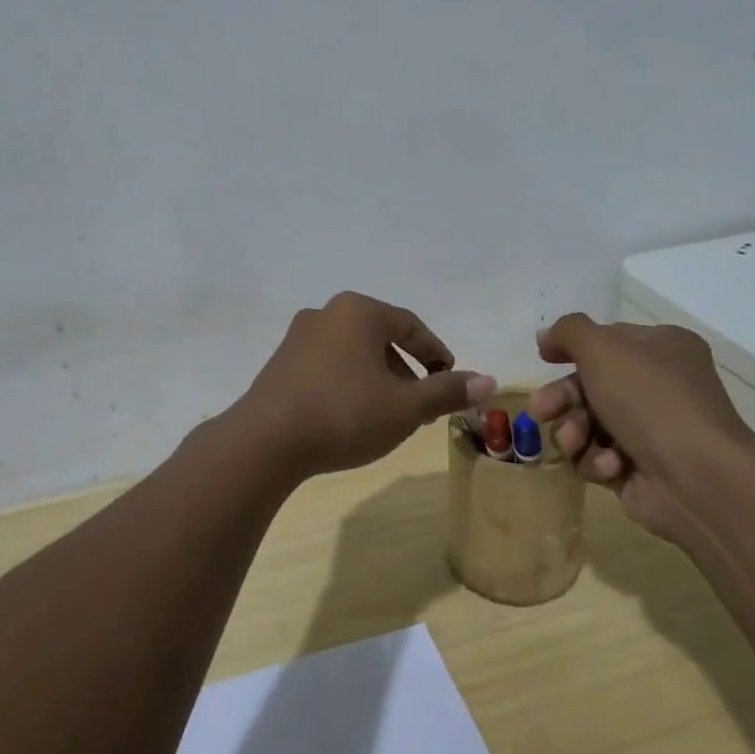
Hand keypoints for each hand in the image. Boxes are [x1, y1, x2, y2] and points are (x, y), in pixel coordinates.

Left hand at [236, 293, 495, 477]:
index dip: (437, 354)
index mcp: (359, 311)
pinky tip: (352, 415)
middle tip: (423, 404)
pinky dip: (349, 384)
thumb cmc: (344, 414)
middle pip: (381, 338)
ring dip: (379, 379)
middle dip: (407, 371)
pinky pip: (328, 366)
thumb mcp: (405, 407)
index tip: (452, 379)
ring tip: (390, 415)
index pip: (411, 326)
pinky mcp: (280, 363)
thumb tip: (489, 381)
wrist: (265, 441)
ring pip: (354, 353)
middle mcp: (327, 313)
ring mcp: (298, 337)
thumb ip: (446, 391)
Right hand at [528, 314, 754, 539]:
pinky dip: (597, 460)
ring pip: (587, 424)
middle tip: (540, 410)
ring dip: (573, 432)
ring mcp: (650, 430)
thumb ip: (569, 332)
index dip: (573, 349)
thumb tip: (545, 336)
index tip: (544, 358)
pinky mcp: (639, 469)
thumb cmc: (650, 399)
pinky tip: (610, 465)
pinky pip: (599, 457)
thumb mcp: (603, 348)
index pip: (608, 340)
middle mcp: (659, 386)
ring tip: (574, 442)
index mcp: (662, 349)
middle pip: (590, 385)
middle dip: (561, 398)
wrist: (697, 478)